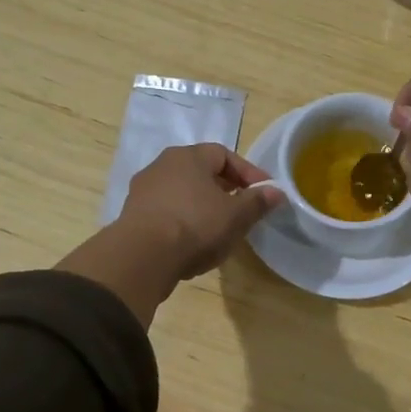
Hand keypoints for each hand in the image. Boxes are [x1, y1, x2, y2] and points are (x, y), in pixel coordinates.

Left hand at [57, 145, 282, 325]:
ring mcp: (143, 190)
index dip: (248, 172)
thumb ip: (257, 202)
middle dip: (225, 189)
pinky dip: (184, 221)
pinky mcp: (133, 216)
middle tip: (243, 208)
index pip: (224, 154)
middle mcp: (162, 165)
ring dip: (203, 206)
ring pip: (182, 193)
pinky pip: (167, 212)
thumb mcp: (236, 216)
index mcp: (188, 156)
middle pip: (201, 172)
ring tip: (219, 228)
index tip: (264, 192)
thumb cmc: (196, 225)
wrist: (143, 256)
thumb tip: (276, 191)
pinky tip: (194, 241)